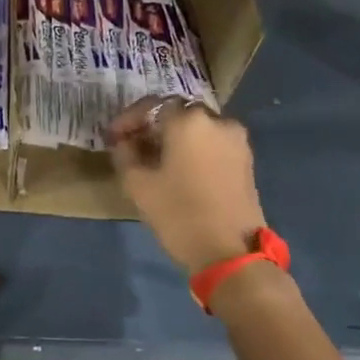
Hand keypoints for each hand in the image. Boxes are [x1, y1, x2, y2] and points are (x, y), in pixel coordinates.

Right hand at [107, 98, 267, 273]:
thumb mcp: (137, 184)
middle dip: (152, 126)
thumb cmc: (179, 213)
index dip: (128, 119)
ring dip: (174, 138)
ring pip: (197, 128)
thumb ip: (124, 153)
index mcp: (188, 120)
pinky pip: (213, 143)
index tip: (112, 138)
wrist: (231, 253)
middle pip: (177, 113)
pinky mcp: (246, 160)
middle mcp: (216, 120)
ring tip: (155, 159)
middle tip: (132, 145)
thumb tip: (124, 142)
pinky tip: (179, 169)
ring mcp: (235, 140)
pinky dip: (194, 149)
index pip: (151, 105)